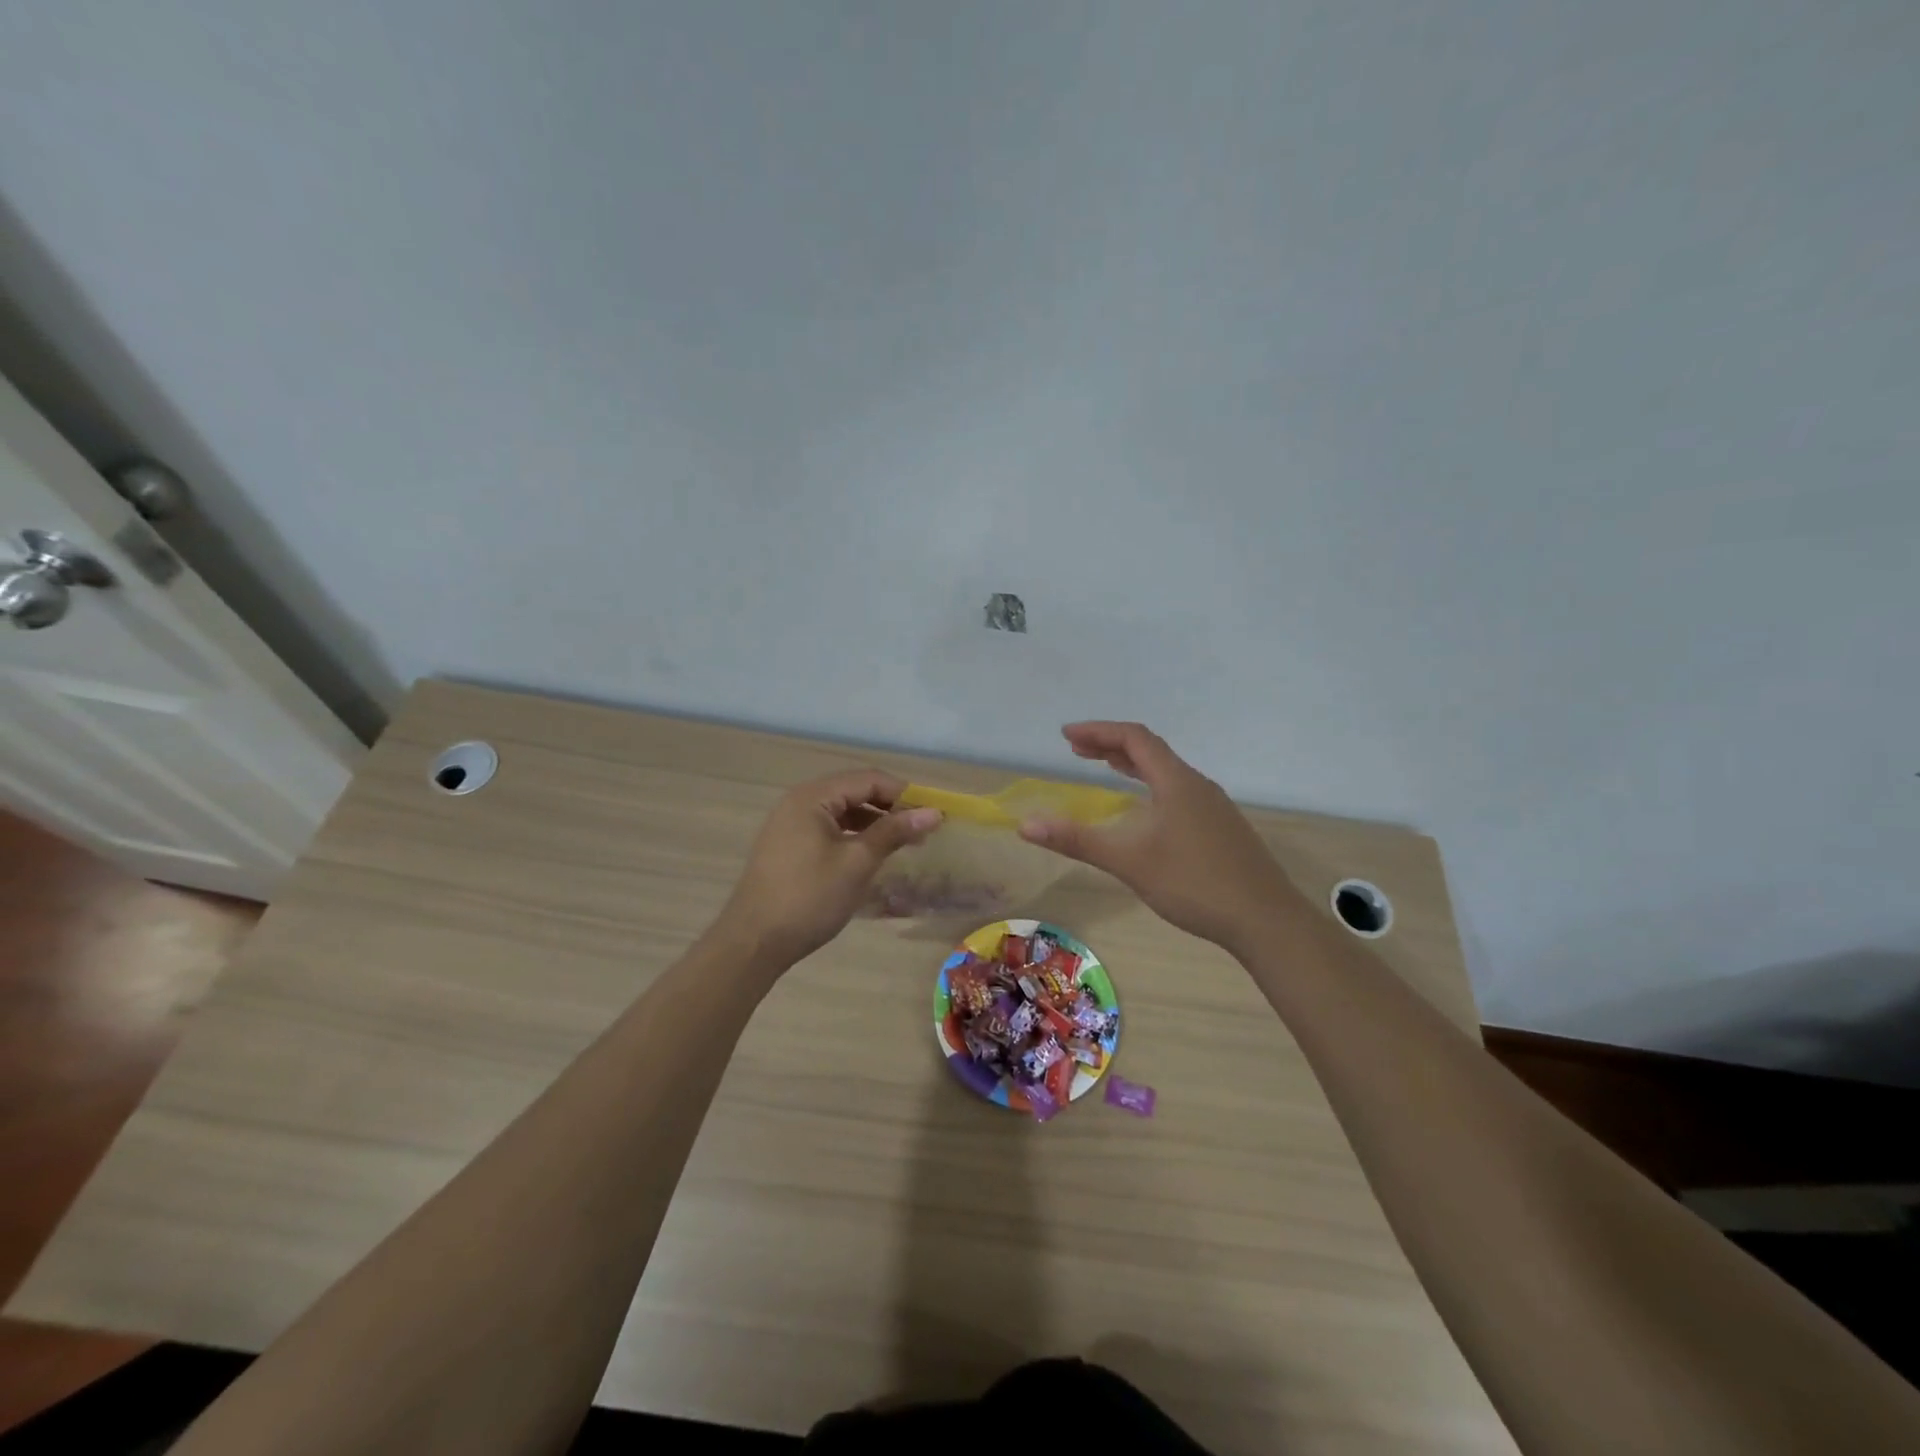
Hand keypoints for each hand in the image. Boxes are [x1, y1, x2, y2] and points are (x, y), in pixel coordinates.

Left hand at [721, 769, 941, 967]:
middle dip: (890, 808)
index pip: (868, 779)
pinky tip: (871, 855)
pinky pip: (829, 829)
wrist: (754, 942)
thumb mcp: (857, 862)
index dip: (904, 793)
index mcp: (812, 797)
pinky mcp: (788, 846)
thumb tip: (933, 812)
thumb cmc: (809, 897)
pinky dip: (854, 837)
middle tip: (922, 830)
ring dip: (874, 823)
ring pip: (842, 811)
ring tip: (903, 844)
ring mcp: (790, 824)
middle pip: (854, 791)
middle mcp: (799, 802)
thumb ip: (894, 832)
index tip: (933, 814)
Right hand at [1018, 722, 1300, 952]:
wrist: (1266, 920)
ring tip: (1105, 768)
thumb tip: (1025, 824)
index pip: (1134, 738)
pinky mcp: (1221, 828)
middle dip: (1111, 745)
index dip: (1098, 731)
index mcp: (1177, 782)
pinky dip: (1151, 785)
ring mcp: (1214, 807)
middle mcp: (1197, 785)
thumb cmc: (1195, 884)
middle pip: (1151, 750)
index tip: (1066, 736)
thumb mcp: (1129, 862)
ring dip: (1132, 765)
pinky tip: (1146, 811)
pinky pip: (1179, 791)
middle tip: (1076, 749)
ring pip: (1167, 771)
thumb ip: (1077, 840)